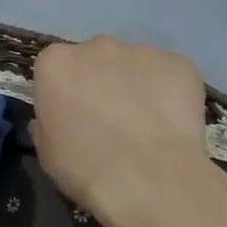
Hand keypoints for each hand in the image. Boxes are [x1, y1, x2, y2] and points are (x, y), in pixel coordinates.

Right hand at [33, 36, 213, 226]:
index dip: (64, 93)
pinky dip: (168, 93)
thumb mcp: (47, 152)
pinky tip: (170, 123)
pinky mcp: (179, 63)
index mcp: (56, 63)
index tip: (72, 116)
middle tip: (110, 120)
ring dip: (135, 86)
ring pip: (134, 65)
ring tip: (146, 125)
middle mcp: (97, 46)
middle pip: (95, 59)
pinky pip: (168, 74)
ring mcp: (141, 51)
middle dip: (100, 82)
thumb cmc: (85, 168)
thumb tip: (59, 116)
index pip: (55, 68)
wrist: (149, 180)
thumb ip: (47, 124)